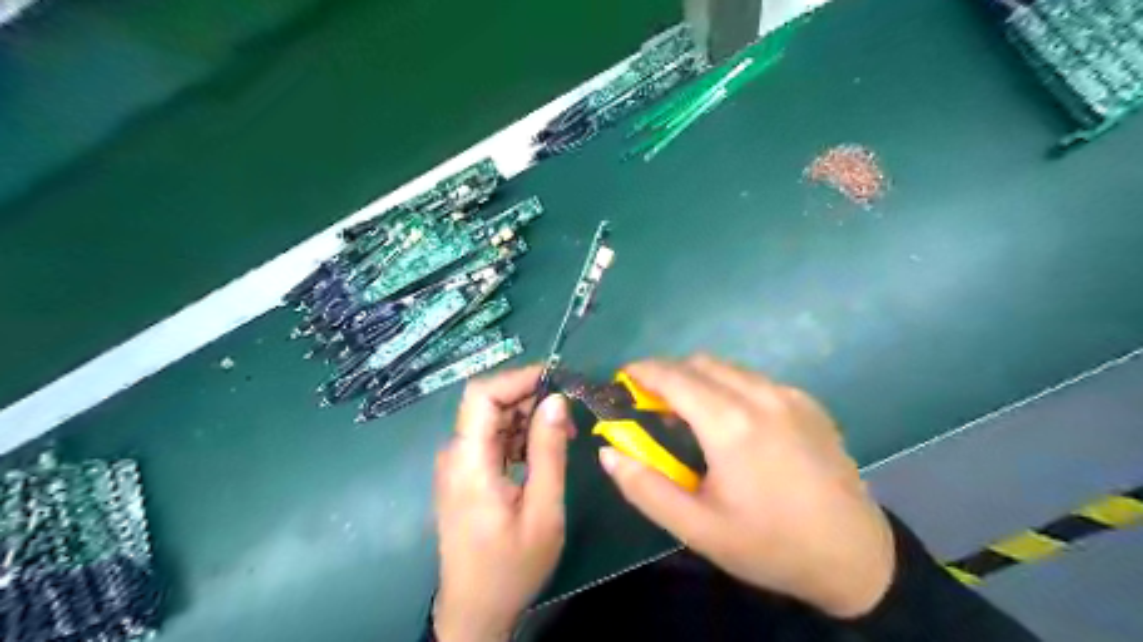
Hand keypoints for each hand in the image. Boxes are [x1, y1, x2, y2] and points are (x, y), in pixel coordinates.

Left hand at [431, 366, 568, 640]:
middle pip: (487, 403)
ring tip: (563, 434)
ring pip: (491, 418)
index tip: (557, 379)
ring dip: (527, 417)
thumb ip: (549, 452)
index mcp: (469, 462)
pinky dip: (518, 435)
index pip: (481, 394)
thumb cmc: (511, 568)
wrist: (475, 611)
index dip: (518, 378)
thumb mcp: (543, 511)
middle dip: (529, 397)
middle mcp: (455, 454)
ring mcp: (457, 464)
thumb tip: (557, 399)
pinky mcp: (464, 473)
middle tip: (569, 414)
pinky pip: (491, 438)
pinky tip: (542, 451)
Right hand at [594, 353, 896, 620]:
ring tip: (688, 413)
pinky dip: (729, 386)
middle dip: (668, 373)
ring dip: (699, 378)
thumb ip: (645, 488)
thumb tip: (609, 452)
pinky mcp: (808, 402)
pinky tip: (732, 422)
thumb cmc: (769, 544)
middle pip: (700, 363)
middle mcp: (760, 396)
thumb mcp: (698, 529)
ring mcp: (789, 395)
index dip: (643, 371)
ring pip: (728, 368)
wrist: (855, 556)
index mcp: (730, 424)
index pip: (674, 377)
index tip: (623, 377)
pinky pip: (755, 380)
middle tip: (651, 402)